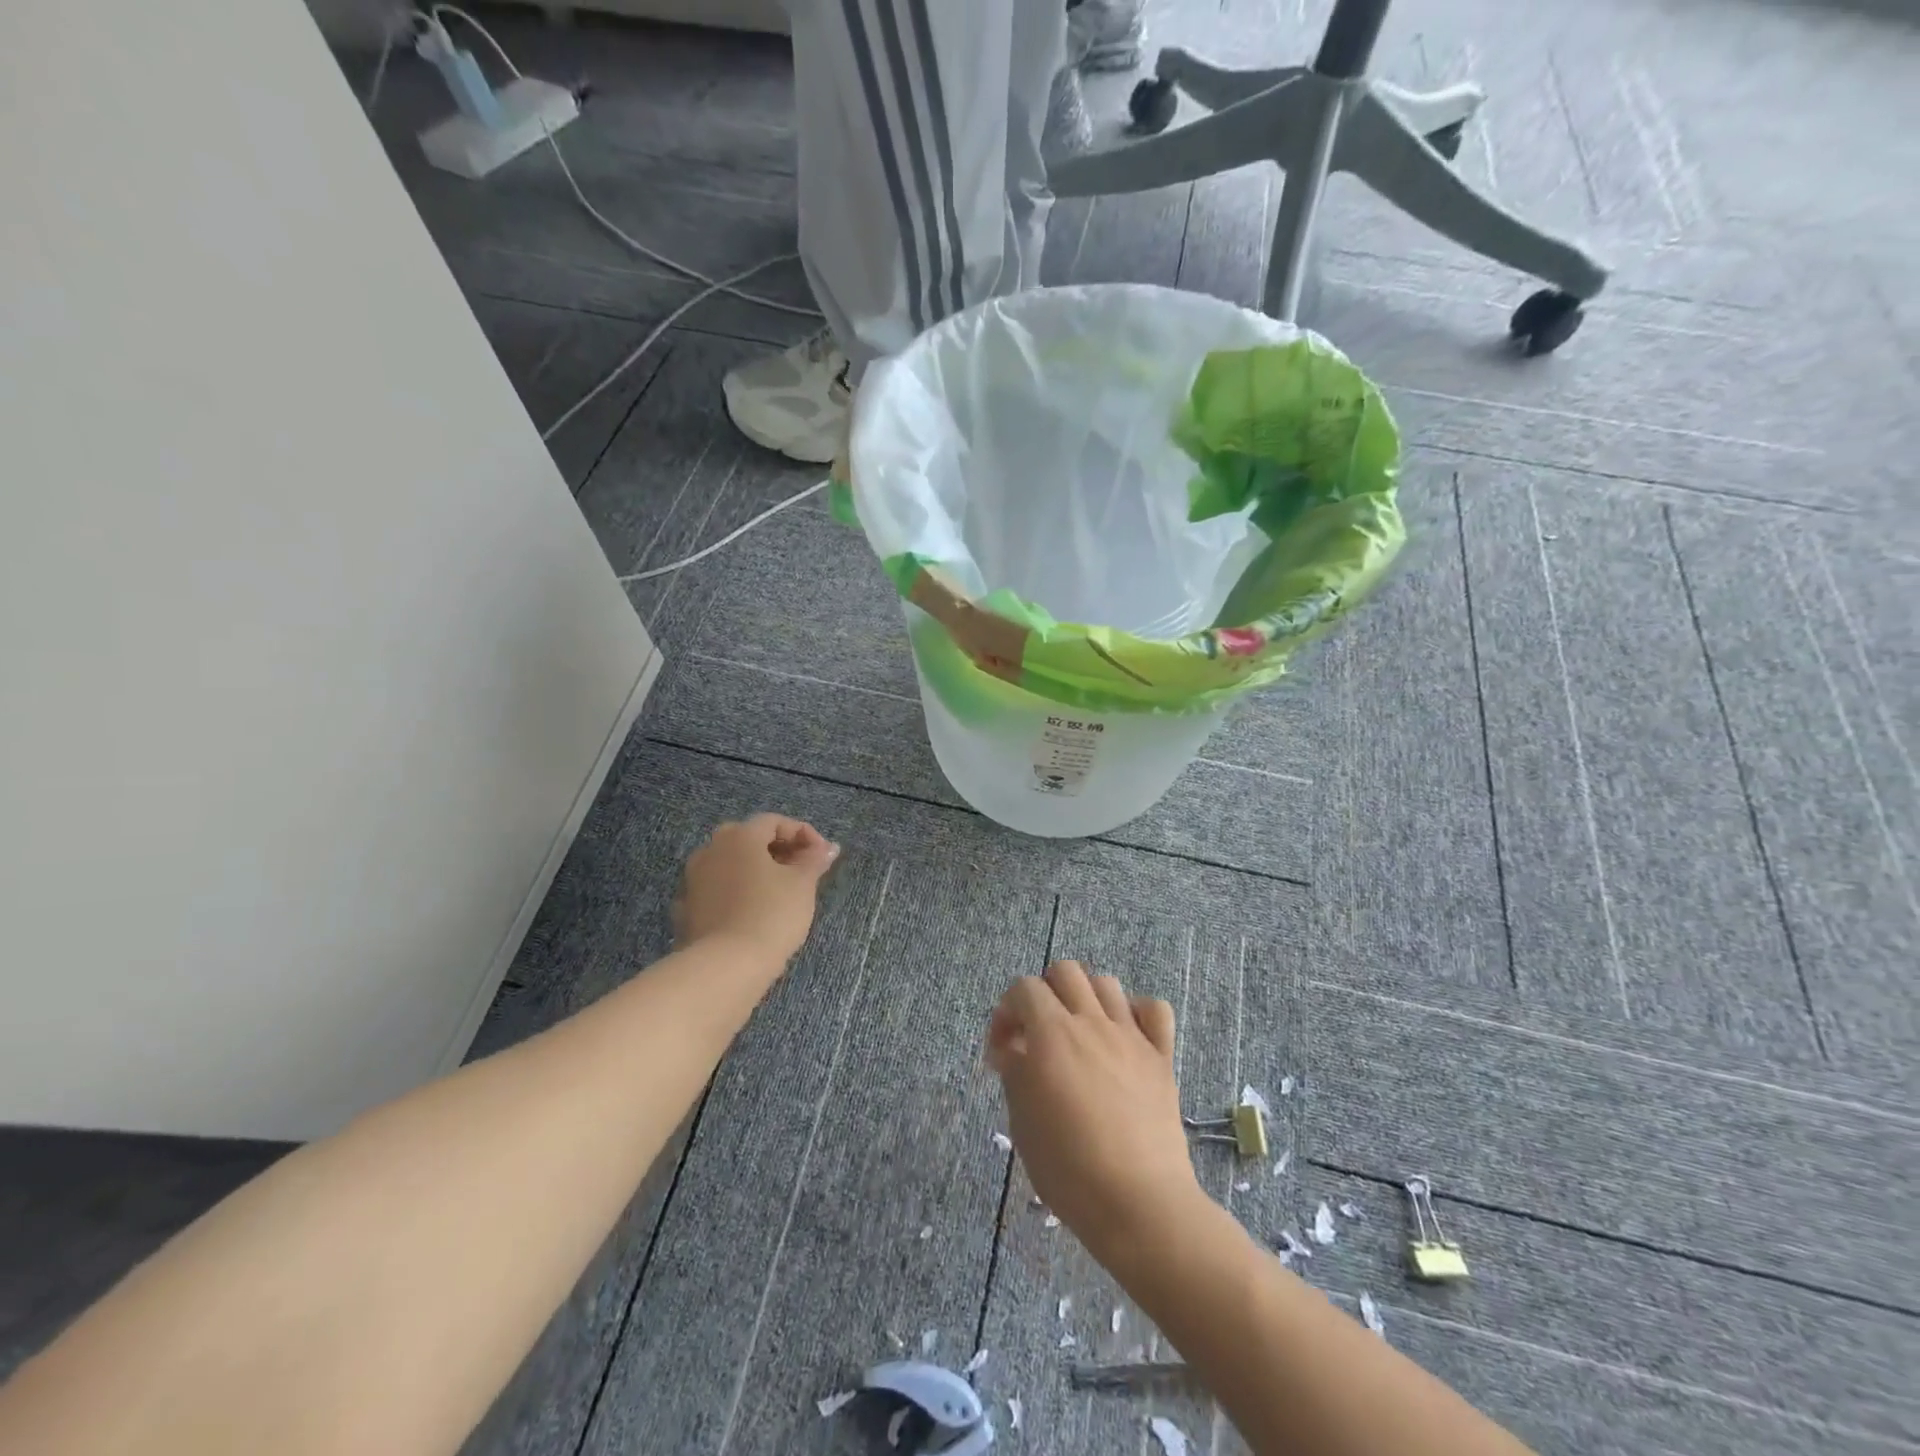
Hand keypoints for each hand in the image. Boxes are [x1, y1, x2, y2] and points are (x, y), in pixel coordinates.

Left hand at [672, 815, 837, 964]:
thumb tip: (828, 848)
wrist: (726, 966)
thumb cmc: (771, 914)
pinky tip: (753, 912)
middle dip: (777, 850)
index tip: (823, 855)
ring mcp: (693, 880)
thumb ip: (814, 861)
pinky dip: (737, 893)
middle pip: (748, 839)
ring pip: (730, 864)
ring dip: (755, 871)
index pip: (774, 821)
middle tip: (801, 869)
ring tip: (780, 892)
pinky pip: (718, 890)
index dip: (802, 833)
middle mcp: (711, 849)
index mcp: (739, 836)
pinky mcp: (687, 909)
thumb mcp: (802, 885)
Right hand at [986, 960, 1205, 1267]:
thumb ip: (1015, 1072)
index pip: (1024, 988)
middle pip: (1065, 972)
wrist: (1139, 1203)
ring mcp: (1130, 1036)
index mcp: (1051, 1033)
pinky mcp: (1161, 1056)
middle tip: (1038, 1033)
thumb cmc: (1069, 1169)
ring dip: (1086, 998)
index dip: (1006, 1012)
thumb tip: (1014, 1048)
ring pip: (1106, 983)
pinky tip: (1125, 1036)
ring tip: (1079, 1033)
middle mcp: (1091, 1021)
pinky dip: (1137, 1012)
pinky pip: (1154, 1009)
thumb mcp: (1023, 1122)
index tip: (1001, 1050)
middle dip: (1044, 992)